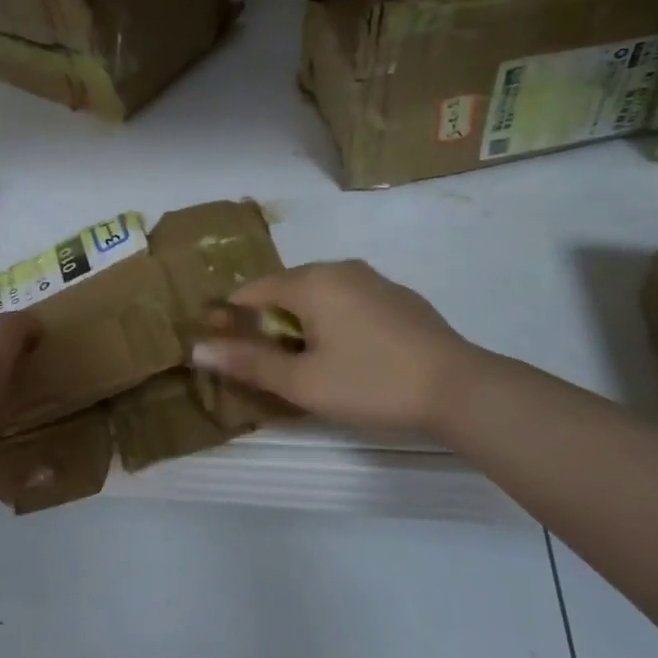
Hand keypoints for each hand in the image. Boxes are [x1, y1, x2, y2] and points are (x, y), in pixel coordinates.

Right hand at [190, 260, 481, 436]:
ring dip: (301, 324)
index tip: (228, 351)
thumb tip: (197, 349)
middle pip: (284, 290)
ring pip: (318, 296)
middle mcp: (339, 269)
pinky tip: (349, 357)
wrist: (460, 388)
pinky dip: (333, 322)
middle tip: (269, 366)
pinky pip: (348, 302)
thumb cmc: (370, 383)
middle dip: (267, 323)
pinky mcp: (398, 298)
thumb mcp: (301, 381)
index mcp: (311, 281)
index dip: (232, 320)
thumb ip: (247, 362)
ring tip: (307, 364)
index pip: (251, 290)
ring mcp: (373, 280)